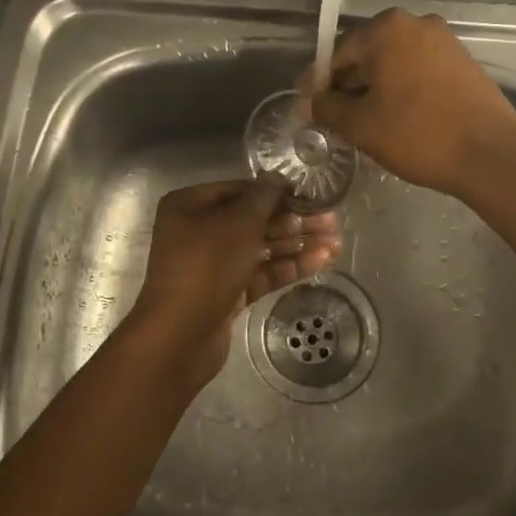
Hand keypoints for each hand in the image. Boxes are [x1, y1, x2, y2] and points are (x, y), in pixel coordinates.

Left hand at [125, 177, 341, 390]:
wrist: (179, 338)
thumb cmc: (206, 267)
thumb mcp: (238, 224)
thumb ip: (263, 197)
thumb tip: (278, 177)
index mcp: (190, 206)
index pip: (241, 190)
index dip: (277, 191)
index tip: (312, 194)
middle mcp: (198, 231)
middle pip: (254, 219)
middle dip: (294, 221)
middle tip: (332, 220)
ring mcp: (212, 264)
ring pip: (261, 248)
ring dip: (297, 244)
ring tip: (336, 244)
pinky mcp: (226, 293)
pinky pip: (260, 273)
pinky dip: (288, 267)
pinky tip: (321, 262)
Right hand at [309, 9, 515, 198]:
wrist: (490, 154)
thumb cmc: (417, 134)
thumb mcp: (361, 125)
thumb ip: (328, 109)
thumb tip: (310, 103)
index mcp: (386, 29)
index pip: (338, 53)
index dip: (319, 83)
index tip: (308, 108)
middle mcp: (416, 23)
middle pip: (368, 55)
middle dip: (349, 86)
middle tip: (337, 120)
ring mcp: (445, 41)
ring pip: (395, 64)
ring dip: (377, 89)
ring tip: (367, 125)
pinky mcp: (464, 62)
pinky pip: (420, 71)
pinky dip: (404, 90)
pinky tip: (400, 120)